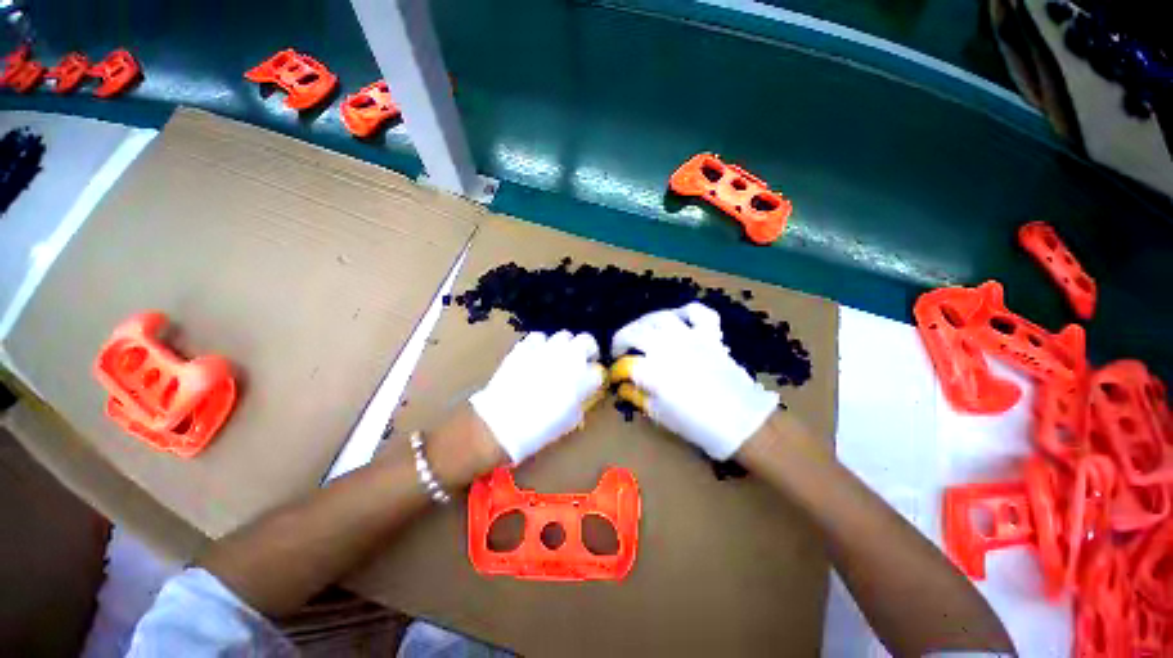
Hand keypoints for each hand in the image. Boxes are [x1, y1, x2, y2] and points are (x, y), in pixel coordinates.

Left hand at [470, 331, 606, 463]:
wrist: (503, 422)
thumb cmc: (540, 428)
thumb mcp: (569, 422)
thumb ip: (580, 403)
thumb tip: (581, 394)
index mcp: (583, 378)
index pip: (598, 370)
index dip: (594, 377)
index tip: (590, 382)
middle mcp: (569, 357)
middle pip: (587, 341)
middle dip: (587, 350)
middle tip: (580, 361)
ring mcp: (547, 348)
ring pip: (564, 335)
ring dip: (564, 345)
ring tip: (558, 356)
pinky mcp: (526, 346)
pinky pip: (538, 337)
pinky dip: (541, 344)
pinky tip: (537, 354)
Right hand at [610, 303, 778, 460]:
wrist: (742, 423)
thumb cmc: (698, 424)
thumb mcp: (661, 415)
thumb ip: (639, 396)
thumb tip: (625, 385)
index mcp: (655, 371)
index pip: (626, 363)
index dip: (617, 369)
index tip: (615, 375)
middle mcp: (669, 348)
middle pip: (636, 332)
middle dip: (622, 339)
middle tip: (622, 350)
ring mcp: (691, 338)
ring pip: (660, 317)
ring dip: (645, 322)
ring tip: (642, 332)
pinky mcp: (710, 336)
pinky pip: (698, 313)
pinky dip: (686, 312)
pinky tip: (678, 319)